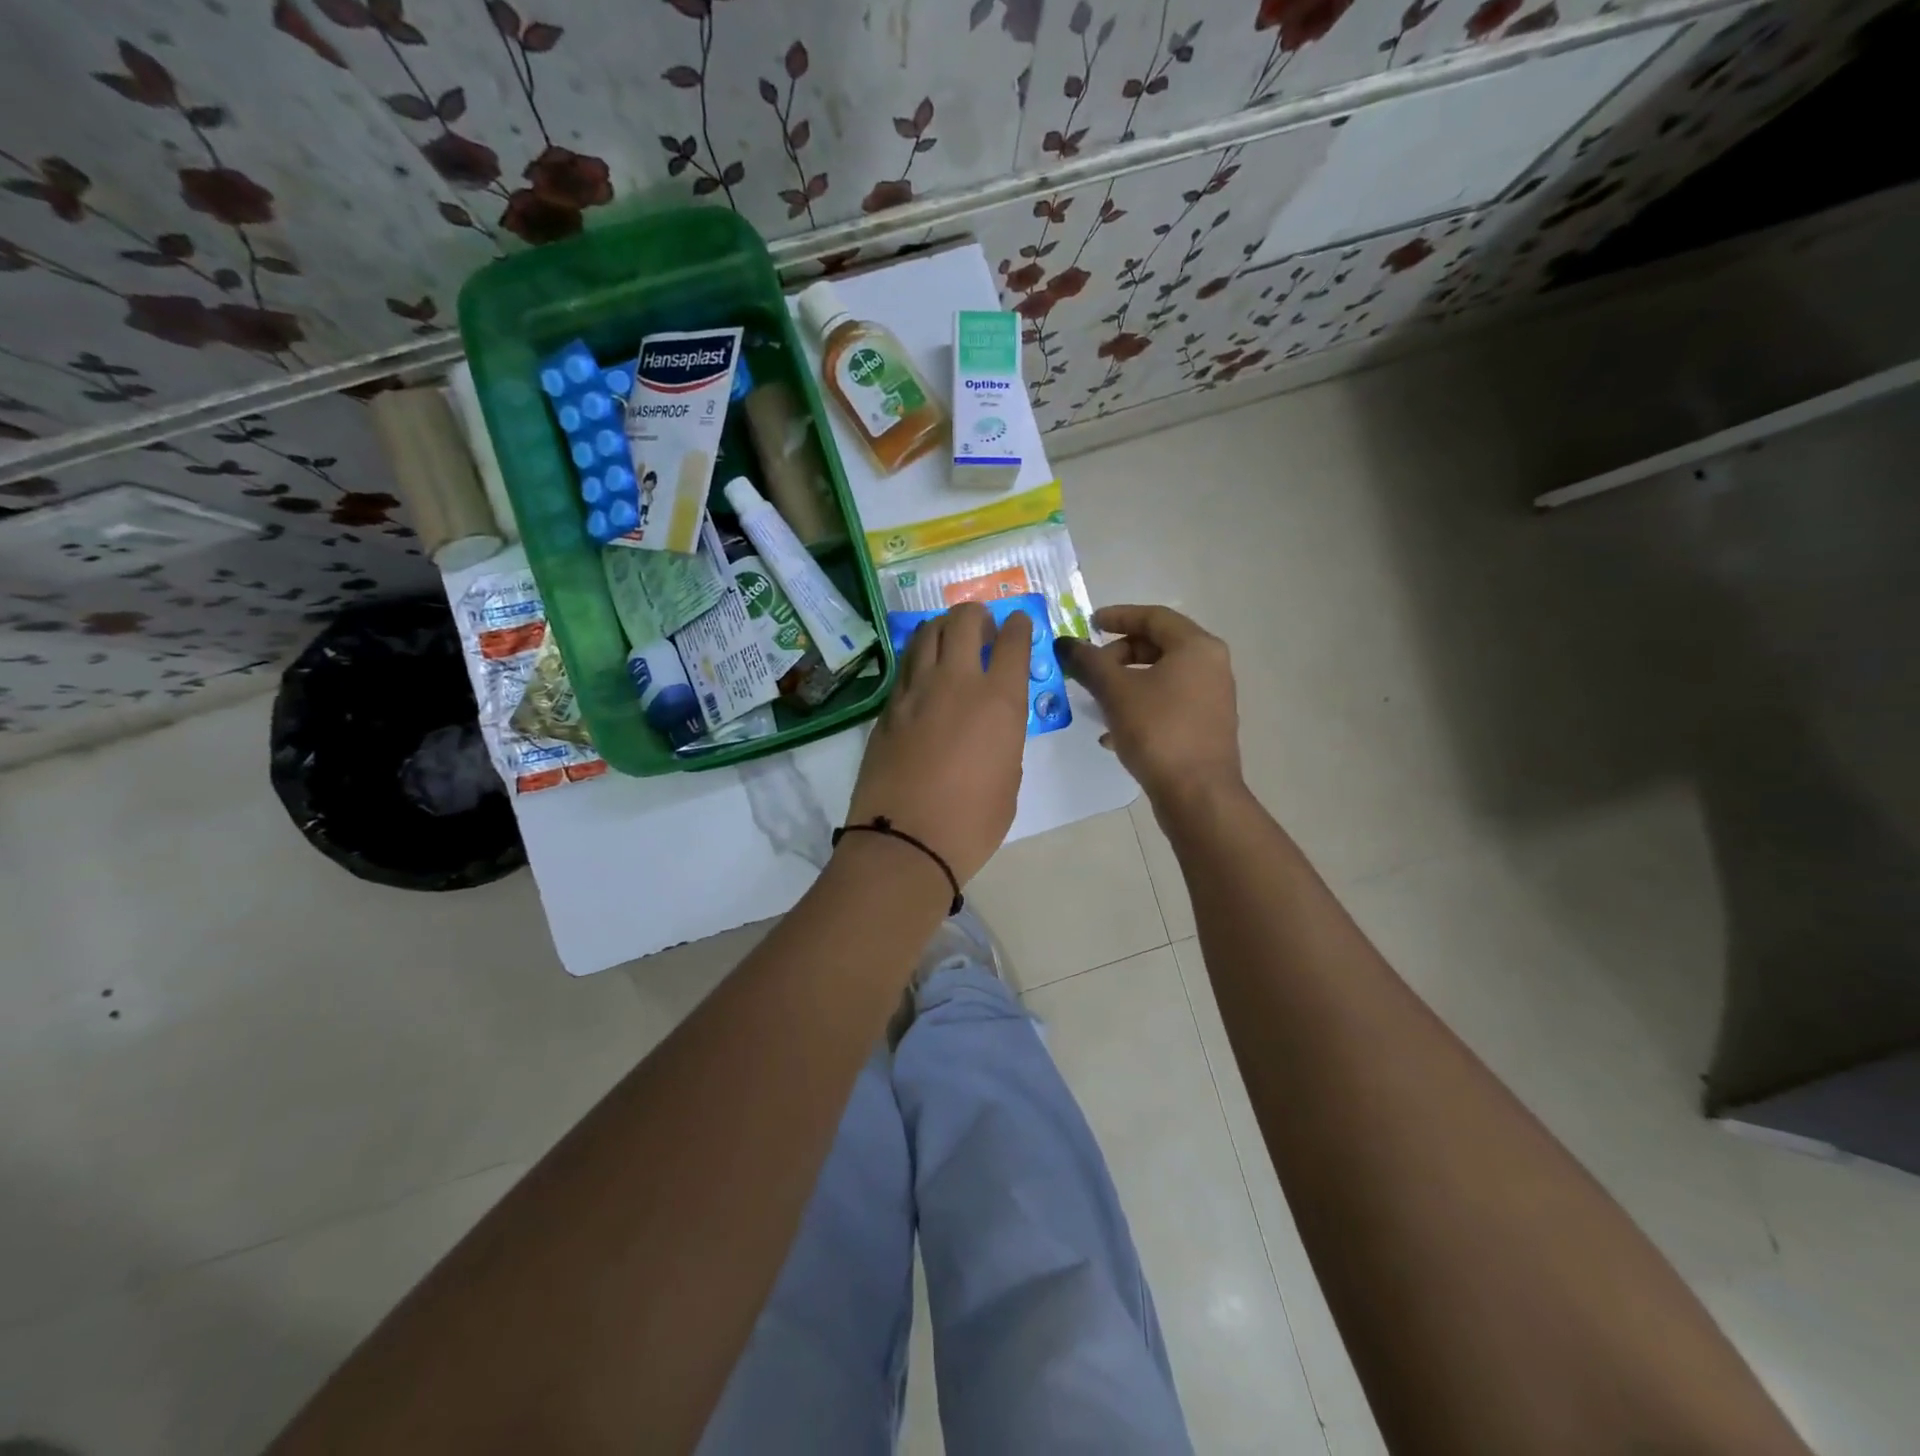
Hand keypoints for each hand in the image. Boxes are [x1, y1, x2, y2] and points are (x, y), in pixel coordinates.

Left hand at [846, 603, 1034, 884]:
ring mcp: (916, 691)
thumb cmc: (972, 823)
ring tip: (950, 639)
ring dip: (943, 627)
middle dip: (977, 614)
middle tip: (982, 627)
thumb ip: (1005, 739)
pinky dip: (919, 657)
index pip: (1013, 642)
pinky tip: (924, 672)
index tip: (1019, 624)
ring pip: (927, 634)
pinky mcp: (887, 708)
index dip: (1019, 627)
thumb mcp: (1009, 779)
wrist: (905, 842)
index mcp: (1000, 701)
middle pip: (964, 621)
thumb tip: (993, 726)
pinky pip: (906, 666)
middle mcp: (957, 683)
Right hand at [1057, 604, 1243, 808]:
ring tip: (1096, 700)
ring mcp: (1211, 698)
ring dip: (1126, 683)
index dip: (1118, 616)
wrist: (1197, 794)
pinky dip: (1140, 707)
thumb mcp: (1115, 692)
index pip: (1154, 616)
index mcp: (1197, 647)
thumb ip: (1088, 662)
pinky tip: (1112, 733)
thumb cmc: (1158, 731)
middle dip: (1118, 655)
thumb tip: (1064, 643)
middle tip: (1091, 668)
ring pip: (1161, 678)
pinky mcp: (1205, 727)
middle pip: (1158, 646)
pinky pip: (1167, 704)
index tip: (1089, 623)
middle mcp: (1211, 667)